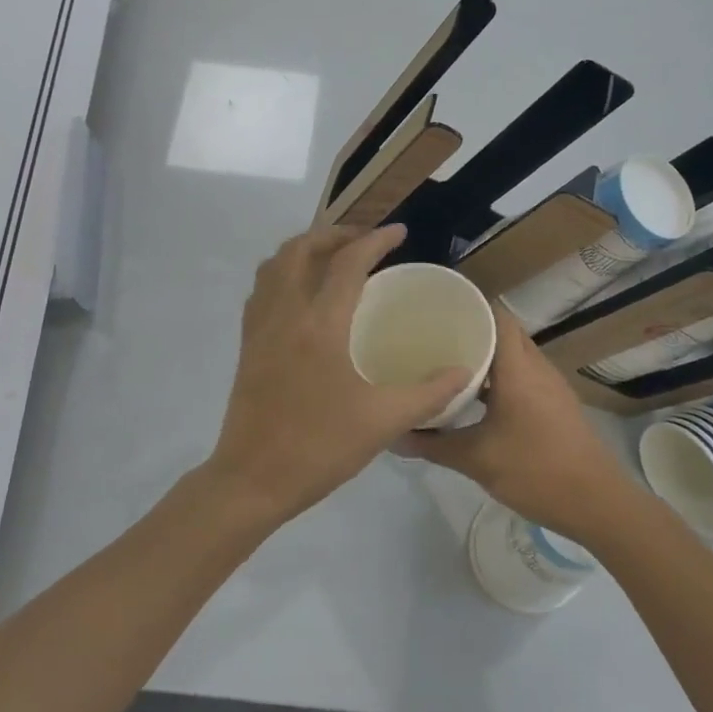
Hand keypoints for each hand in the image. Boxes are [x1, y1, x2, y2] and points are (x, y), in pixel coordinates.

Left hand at [209, 224, 470, 525]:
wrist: (252, 479)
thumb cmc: (319, 448)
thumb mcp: (383, 422)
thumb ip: (429, 394)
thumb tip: (465, 372)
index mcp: (320, 325)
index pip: (348, 263)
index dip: (376, 240)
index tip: (400, 232)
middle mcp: (285, 313)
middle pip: (302, 249)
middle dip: (335, 235)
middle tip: (365, 242)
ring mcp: (260, 327)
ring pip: (275, 265)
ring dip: (305, 250)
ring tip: (334, 259)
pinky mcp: (247, 344)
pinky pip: (261, 290)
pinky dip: (283, 274)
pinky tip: (302, 295)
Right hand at [400, 307, 639, 544]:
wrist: (598, 503)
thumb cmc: (536, 471)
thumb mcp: (476, 460)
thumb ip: (434, 445)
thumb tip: (395, 435)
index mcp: (518, 369)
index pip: (497, 316)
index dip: (470, 308)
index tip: (437, 314)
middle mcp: (537, 368)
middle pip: (505, 334)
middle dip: (473, 333)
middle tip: (435, 340)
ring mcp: (551, 387)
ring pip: (515, 357)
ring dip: (488, 358)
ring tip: (449, 367)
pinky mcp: (557, 405)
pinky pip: (524, 377)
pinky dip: (501, 379)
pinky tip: (477, 400)